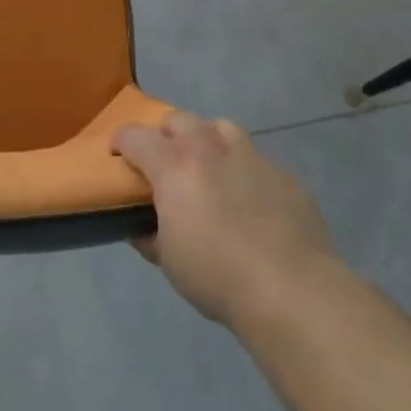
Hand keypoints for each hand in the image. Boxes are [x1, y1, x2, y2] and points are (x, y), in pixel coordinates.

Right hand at [113, 112, 339, 328]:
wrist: (292, 291)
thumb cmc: (217, 275)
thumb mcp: (168, 261)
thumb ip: (150, 236)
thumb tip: (141, 228)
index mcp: (174, 165)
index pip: (136, 136)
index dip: (122, 142)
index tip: (118, 156)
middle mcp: (210, 148)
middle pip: (179, 120)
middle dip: (166, 135)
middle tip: (166, 163)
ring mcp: (251, 157)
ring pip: (221, 127)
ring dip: (208, 140)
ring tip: (209, 168)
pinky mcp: (284, 176)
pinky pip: (256, 160)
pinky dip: (244, 171)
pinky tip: (250, 202)